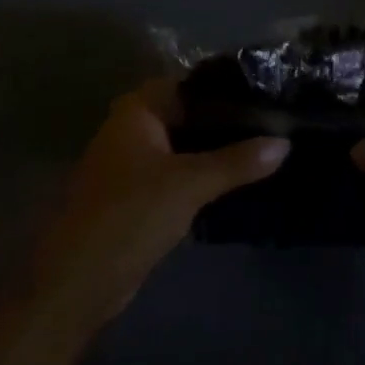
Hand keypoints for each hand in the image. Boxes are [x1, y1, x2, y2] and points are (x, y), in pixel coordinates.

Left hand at [32, 78, 288, 328]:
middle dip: (226, 121)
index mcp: (136, 110)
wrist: (80, 280)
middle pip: (188, 114)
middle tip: (274, 121)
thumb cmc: (130, 214)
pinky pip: (178, 172)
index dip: (227, 88)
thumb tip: (285, 142)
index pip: (190, 84)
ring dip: (216, 149)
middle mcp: (132, 128)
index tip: (267, 92)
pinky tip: (238, 179)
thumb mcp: (189, 184)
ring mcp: (133, 162)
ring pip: (184, 145)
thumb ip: (237, 161)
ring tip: (266, 147)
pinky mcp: (138, 194)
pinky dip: (203, 173)